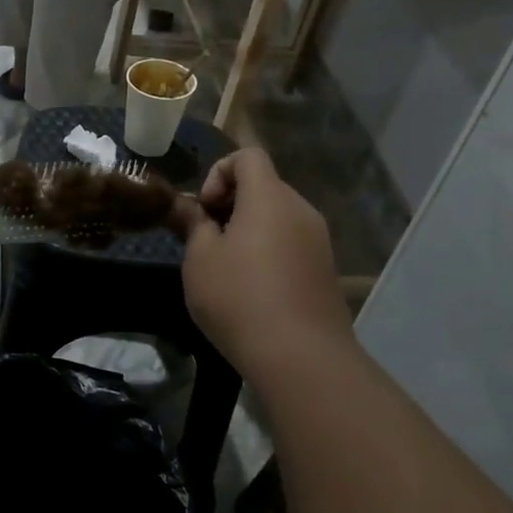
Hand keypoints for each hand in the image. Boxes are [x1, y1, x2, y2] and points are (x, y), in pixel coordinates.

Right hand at [171, 149, 353, 373]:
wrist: (300, 356)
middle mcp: (300, 210)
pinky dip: (268, 250)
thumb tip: (186, 206)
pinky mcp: (325, 268)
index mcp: (269, 197)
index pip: (248, 156)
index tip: (204, 209)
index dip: (218, 172)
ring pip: (277, 216)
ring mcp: (318, 240)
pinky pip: (291, 242)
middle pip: (264, 185)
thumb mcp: (200, 259)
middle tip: (207, 239)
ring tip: (227, 267)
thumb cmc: (239, 298)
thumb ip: (193, 224)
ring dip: (249, 229)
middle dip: (231, 203)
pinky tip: (252, 288)